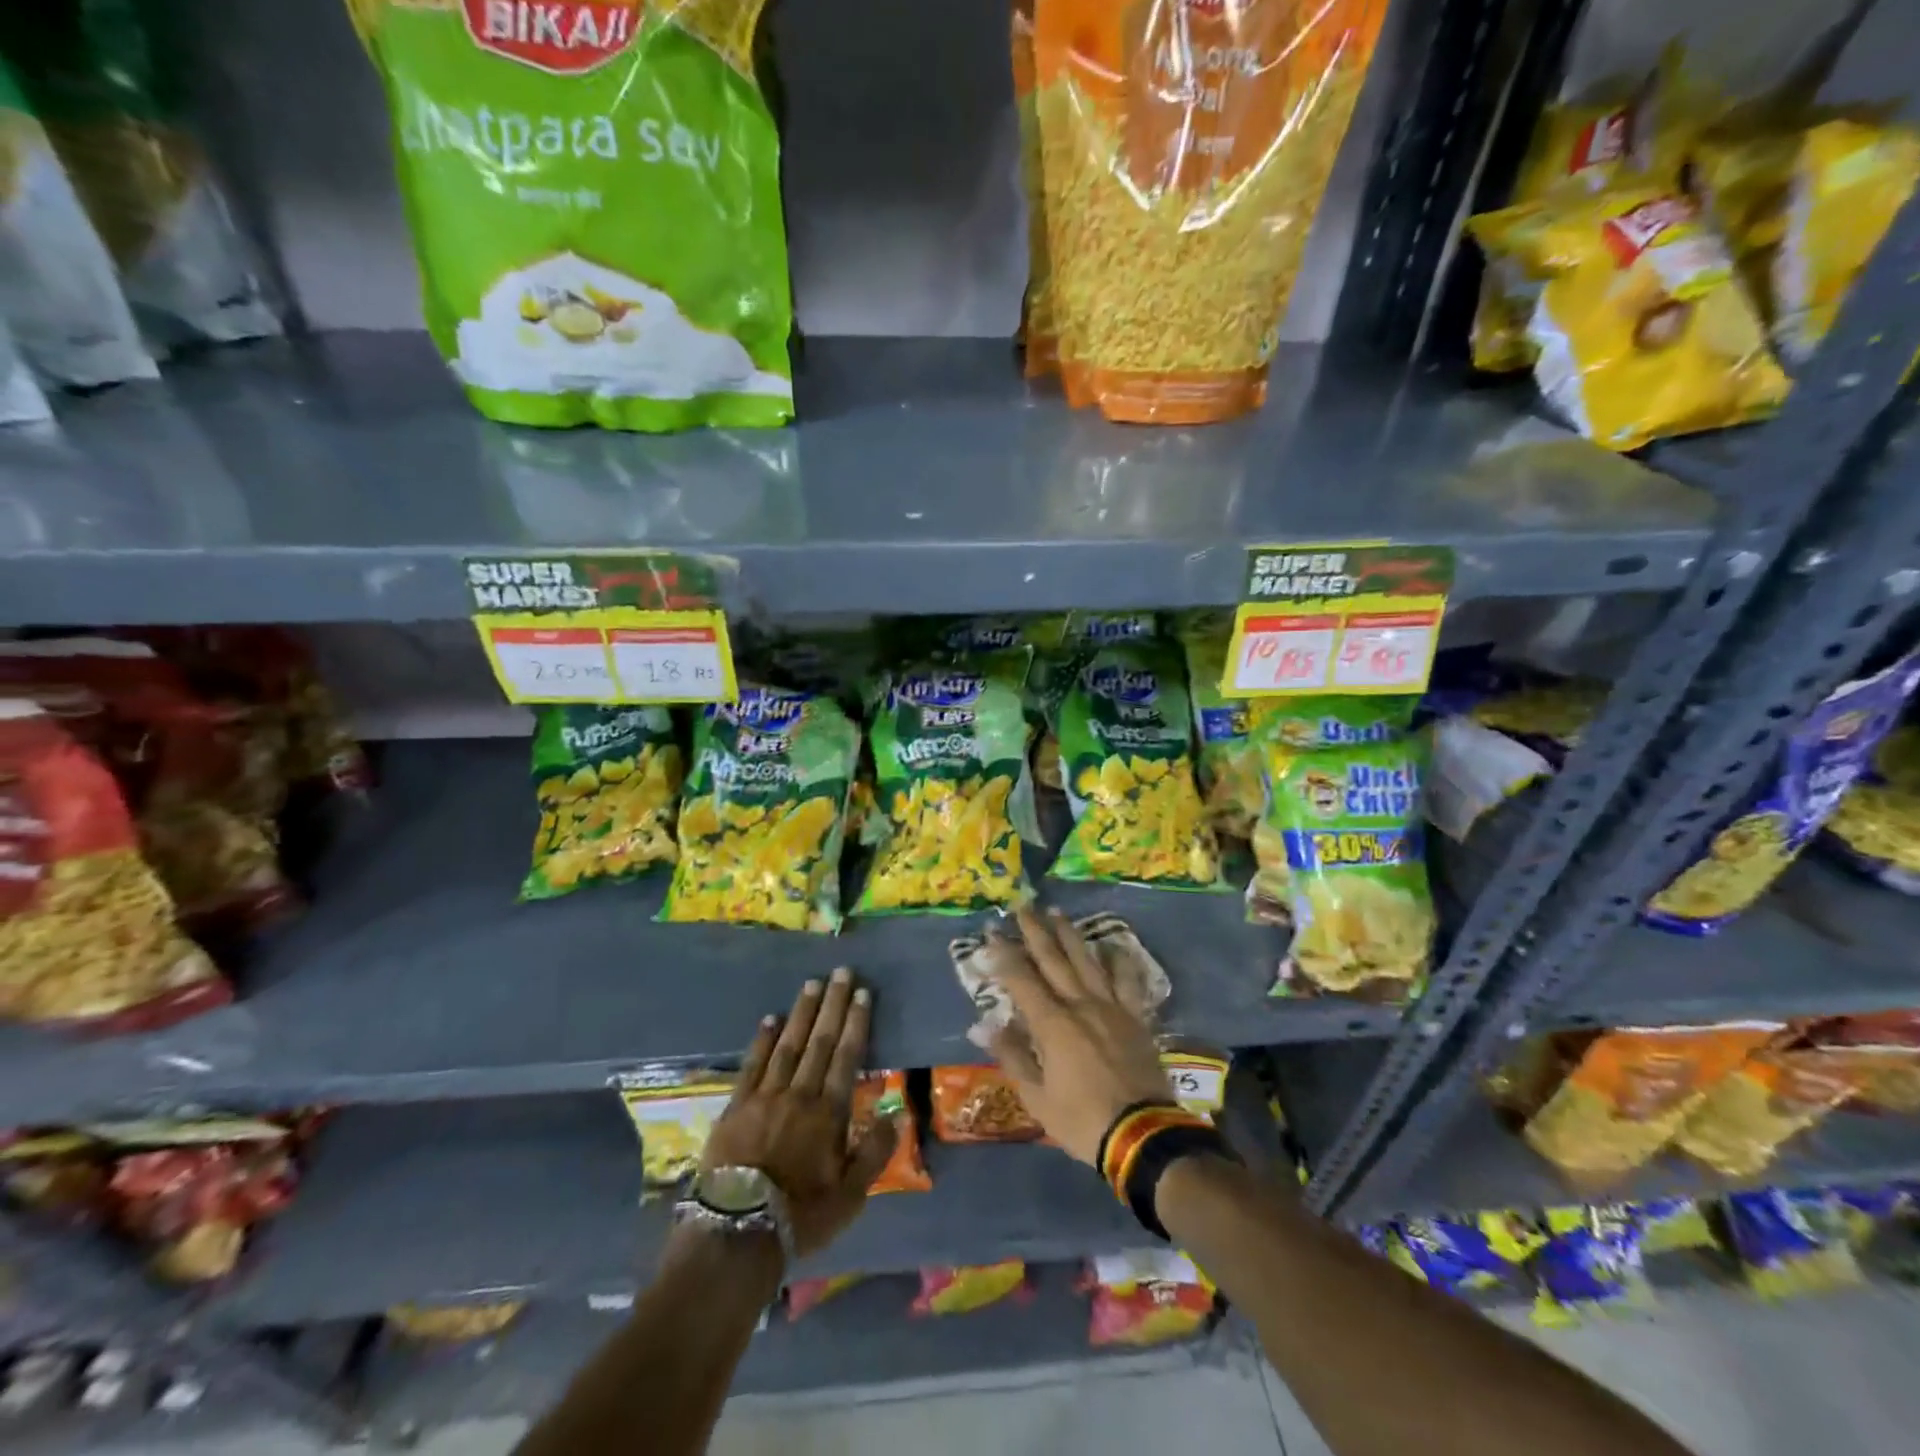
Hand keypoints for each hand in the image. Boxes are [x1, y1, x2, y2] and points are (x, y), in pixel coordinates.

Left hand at [700, 968, 898, 1259]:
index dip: (856, 1022)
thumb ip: (875, 1153)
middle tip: (841, 971)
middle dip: (833, 1004)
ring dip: (802, 1012)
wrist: (735, 1235)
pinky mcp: (736, 1106)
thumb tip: (896, 1114)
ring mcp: (765, 1096)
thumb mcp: (850, 1197)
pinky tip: (770, 1019)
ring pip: (788, 1044)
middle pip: (820, 1041)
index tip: (862, 992)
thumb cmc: (800, 1217)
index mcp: (829, 1113)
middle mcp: (799, 1094)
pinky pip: (752, 1064)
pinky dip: (762, 1040)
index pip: (847, 1057)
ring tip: (812, 983)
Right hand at [985, 906, 1172, 1164]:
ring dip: (1070, 935)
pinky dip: (1119, 961)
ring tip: (1057, 913)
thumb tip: (984, 1025)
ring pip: (1087, 961)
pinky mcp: (1136, 1017)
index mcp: (1052, 1024)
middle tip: (1023, 906)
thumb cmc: (1082, 1121)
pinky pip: (1127, 981)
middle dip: (1035, 931)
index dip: (1005, 954)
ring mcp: (1111, 1007)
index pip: (1022, 979)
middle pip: (1054, 959)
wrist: (1143, 1135)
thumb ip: (1012, 1056)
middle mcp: (1080, 1005)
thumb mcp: (1037, 1098)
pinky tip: (1112, 946)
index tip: (992, 933)